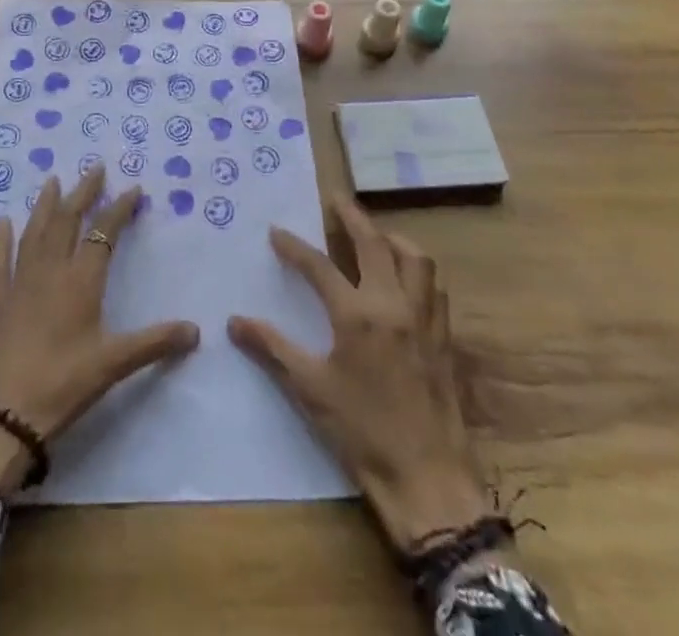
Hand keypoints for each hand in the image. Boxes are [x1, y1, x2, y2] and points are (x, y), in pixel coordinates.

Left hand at [0, 165, 199, 488]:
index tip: (134, 189)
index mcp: (81, 280)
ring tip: (52, 180)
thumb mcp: (114, 364)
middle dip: (82, 193)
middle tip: (94, 168)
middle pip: (67, 221)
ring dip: (45, 205)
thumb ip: (155, 343)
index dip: (119, 208)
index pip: (103, 233)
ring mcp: (20, 283)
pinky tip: (2, 223)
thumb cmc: (64, 384)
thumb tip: (196, 331)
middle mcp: (50, 271)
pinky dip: (1, 241)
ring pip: (34, 233)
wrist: (5, 415)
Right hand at [228, 199, 490, 551]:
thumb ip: (272, 349)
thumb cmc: (363, 434)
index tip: (276, 231)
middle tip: (335, 199)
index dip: (294, 246)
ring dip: (393, 238)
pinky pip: (434, 287)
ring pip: (415, 258)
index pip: (320, 266)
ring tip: (374, 236)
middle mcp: (393, 304)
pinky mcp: (444, 337)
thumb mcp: (310, 391)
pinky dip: (417, 270)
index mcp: (357, 315)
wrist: (429, 480)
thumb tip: (234, 321)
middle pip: (374, 242)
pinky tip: (405, 280)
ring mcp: (424, 318)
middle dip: (352, 215)